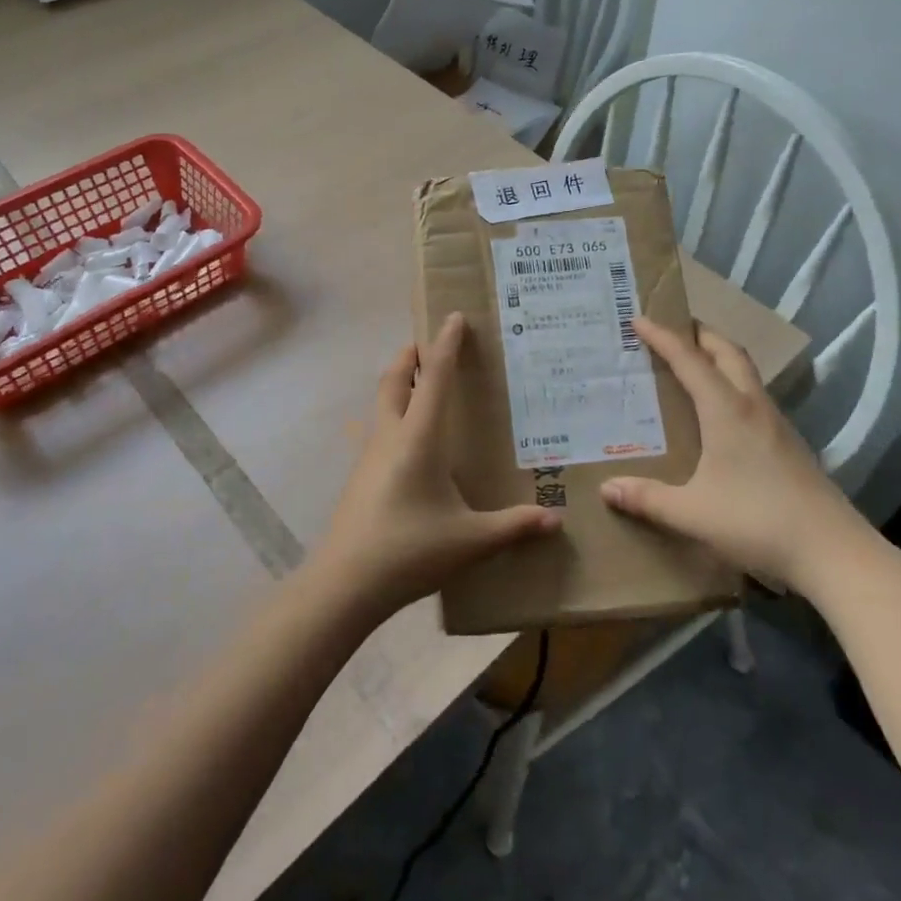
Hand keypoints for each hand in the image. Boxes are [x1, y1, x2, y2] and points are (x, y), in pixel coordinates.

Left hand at [310, 312, 563, 619]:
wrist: (344, 584)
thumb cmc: (410, 550)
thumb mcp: (470, 540)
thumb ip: (513, 527)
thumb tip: (555, 521)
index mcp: (418, 438)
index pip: (433, 378)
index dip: (445, 345)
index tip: (453, 316)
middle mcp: (390, 436)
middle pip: (393, 380)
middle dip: (410, 356)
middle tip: (427, 344)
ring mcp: (369, 456)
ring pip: (380, 403)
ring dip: (397, 383)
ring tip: (419, 385)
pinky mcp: (360, 477)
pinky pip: (377, 430)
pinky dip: (393, 415)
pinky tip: (408, 442)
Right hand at [600, 317, 875, 595]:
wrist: (832, 551)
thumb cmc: (757, 521)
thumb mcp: (693, 513)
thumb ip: (648, 499)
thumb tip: (606, 488)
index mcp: (726, 411)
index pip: (689, 360)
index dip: (663, 337)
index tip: (638, 319)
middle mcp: (753, 406)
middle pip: (728, 352)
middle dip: (699, 334)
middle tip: (672, 331)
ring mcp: (776, 424)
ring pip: (746, 373)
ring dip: (720, 358)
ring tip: (693, 366)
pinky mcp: (789, 443)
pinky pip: (754, 397)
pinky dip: (732, 386)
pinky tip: (721, 414)